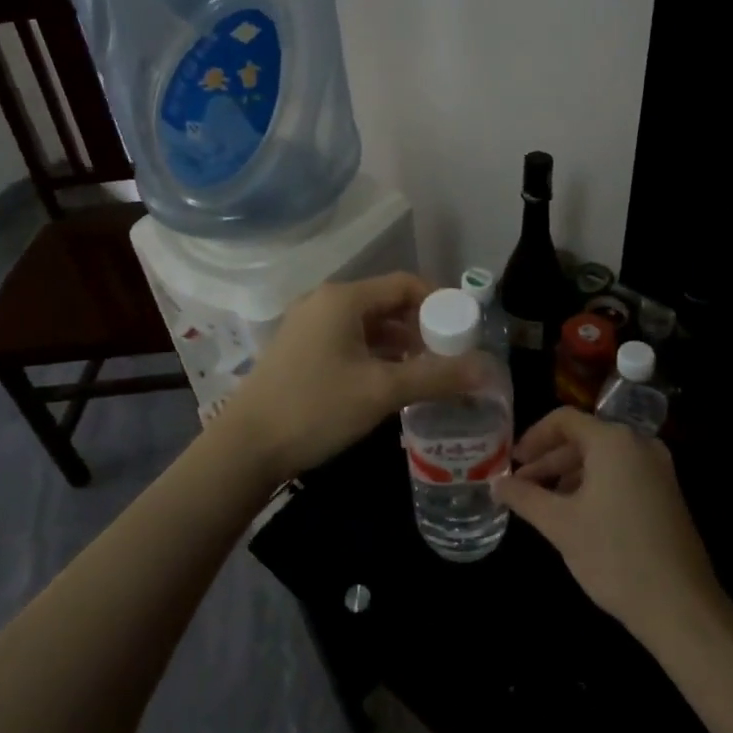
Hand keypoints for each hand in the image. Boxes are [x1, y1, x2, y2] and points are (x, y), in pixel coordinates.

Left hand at [218, 273, 479, 484]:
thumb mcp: (381, 392)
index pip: (406, 284)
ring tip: (425, 373)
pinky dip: (375, 354)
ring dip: (399, 344)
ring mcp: (308, 325)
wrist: (245, 447)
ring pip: (368, 324)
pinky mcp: (300, 349)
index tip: (464, 332)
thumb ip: (436, 376)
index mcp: (344, 299)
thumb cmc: (315, 408)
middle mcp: (325, 302)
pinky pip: (348, 339)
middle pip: (387, 303)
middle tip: (448, 357)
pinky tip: (389, 382)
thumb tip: (487, 369)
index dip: (440, 303)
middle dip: (421, 327)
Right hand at [496, 409, 723, 641]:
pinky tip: (577, 514)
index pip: (564, 419)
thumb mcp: (560, 524)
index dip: (533, 437)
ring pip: (603, 458)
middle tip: (521, 485)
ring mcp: (658, 469)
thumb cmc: (614, 556)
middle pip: (584, 438)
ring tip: (544, 503)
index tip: (512, 462)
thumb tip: (495, 484)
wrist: (681, 607)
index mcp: (613, 441)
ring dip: (569, 475)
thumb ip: (524, 497)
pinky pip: (622, 474)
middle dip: (549, 460)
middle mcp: (639, 444)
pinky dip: (594, 485)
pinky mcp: (667, 493)